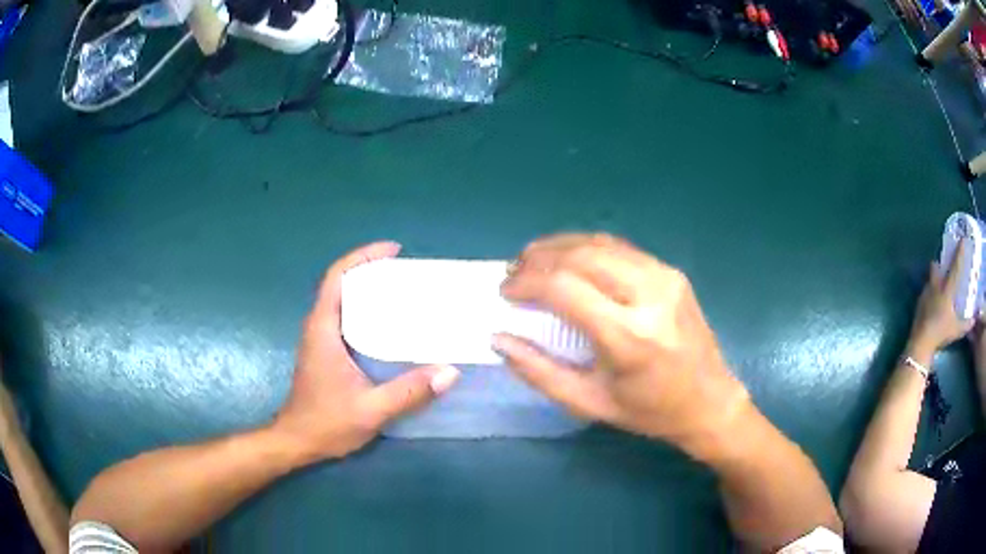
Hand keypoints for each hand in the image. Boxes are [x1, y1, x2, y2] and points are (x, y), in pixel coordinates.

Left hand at [272, 242, 459, 462]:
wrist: (297, 442)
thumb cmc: (326, 423)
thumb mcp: (371, 409)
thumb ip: (409, 392)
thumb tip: (450, 372)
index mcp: (323, 329)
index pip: (336, 278)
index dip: (362, 257)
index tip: (393, 251)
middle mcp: (319, 327)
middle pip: (341, 284)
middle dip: (371, 269)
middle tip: (408, 272)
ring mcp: (320, 340)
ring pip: (343, 301)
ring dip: (368, 289)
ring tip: (404, 291)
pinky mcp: (326, 353)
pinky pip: (347, 319)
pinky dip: (366, 310)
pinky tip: (392, 325)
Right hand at [494, 233, 749, 458]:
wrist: (709, 400)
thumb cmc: (649, 411)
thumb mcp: (589, 403)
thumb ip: (539, 372)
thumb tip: (499, 339)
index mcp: (629, 337)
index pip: (565, 289)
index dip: (527, 283)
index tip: (505, 291)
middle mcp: (650, 297)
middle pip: (581, 256)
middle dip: (538, 258)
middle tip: (513, 272)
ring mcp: (665, 278)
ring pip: (600, 244)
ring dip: (559, 247)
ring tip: (532, 261)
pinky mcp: (671, 272)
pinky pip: (620, 249)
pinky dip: (586, 248)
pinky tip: (569, 260)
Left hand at [907, 241, 971, 358]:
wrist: (921, 342)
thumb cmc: (941, 333)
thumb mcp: (956, 330)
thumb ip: (966, 324)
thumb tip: (974, 320)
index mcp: (946, 289)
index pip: (955, 266)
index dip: (959, 252)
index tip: (962, 239)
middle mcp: (936, 285)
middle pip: (936, 266)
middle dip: (940, 262)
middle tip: (945, 263)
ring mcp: (925, 292)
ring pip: (929, 277)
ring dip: (934, 276)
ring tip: (939, 281)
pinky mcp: (919, 302)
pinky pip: (925, 290)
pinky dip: (929, 291)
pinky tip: (932, 298)